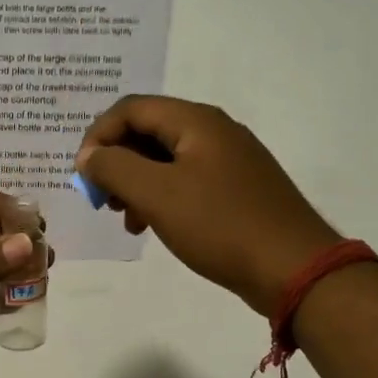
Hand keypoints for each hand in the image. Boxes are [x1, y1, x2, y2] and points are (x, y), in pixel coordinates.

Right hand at [77, 96, 337, 315]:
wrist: (293, 268)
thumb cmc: (219, 225)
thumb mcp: (156, 194)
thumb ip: (113, 168)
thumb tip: (88, 156)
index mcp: (195, 121)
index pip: (130, 109)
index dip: (98, 136)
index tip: (83, 176)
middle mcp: (213, 131)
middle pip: (147, 131)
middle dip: (116, 162)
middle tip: (102, 200)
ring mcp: (228, 160)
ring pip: (164, 159)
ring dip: (135, 183)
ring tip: (127, 219)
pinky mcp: (235, 188)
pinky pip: (185, 180)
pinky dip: (160, 197)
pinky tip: (153, 226)